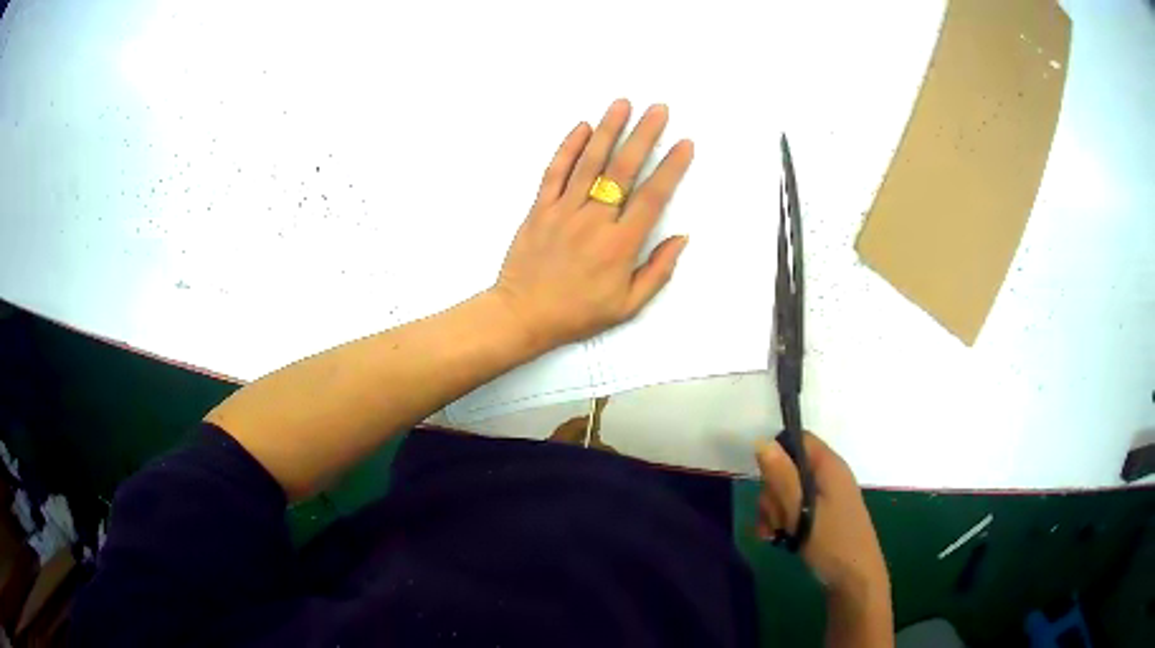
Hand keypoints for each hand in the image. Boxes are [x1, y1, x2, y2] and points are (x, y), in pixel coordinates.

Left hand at [492, 99, 693, 351]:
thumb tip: (681, 238)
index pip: (653, 197)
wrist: (523, 315)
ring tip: (622, 104)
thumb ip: (658, 271)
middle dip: (644, 135)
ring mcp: (564, 211)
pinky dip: (568, 148)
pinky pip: (555, 172)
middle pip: (623, 169)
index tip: (685, 144)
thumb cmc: (578, 314)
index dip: (672, 168)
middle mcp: (594, 221)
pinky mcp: (539, 208)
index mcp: (620, 245)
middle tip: (658, 109)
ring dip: (608, 130)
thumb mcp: (628, 305)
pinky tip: (581, 127)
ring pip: (589, 162)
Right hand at [756, 433, 889, 595]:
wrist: (855, 578)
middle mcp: (828, 475)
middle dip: (772, 492)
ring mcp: (825, 496)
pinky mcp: (821, 514)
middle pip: (788, 467)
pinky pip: (794, 507)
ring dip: (774, 510)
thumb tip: (762, 442)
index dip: (777, 453)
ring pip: (787, 490)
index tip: (764, 479)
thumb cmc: (832, 542)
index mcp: (829, 466)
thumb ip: (783, 478)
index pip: (798, 439)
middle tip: (774, 517)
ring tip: (774, 534)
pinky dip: (782, 520)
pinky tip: (776, 538)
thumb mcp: (801, 511)